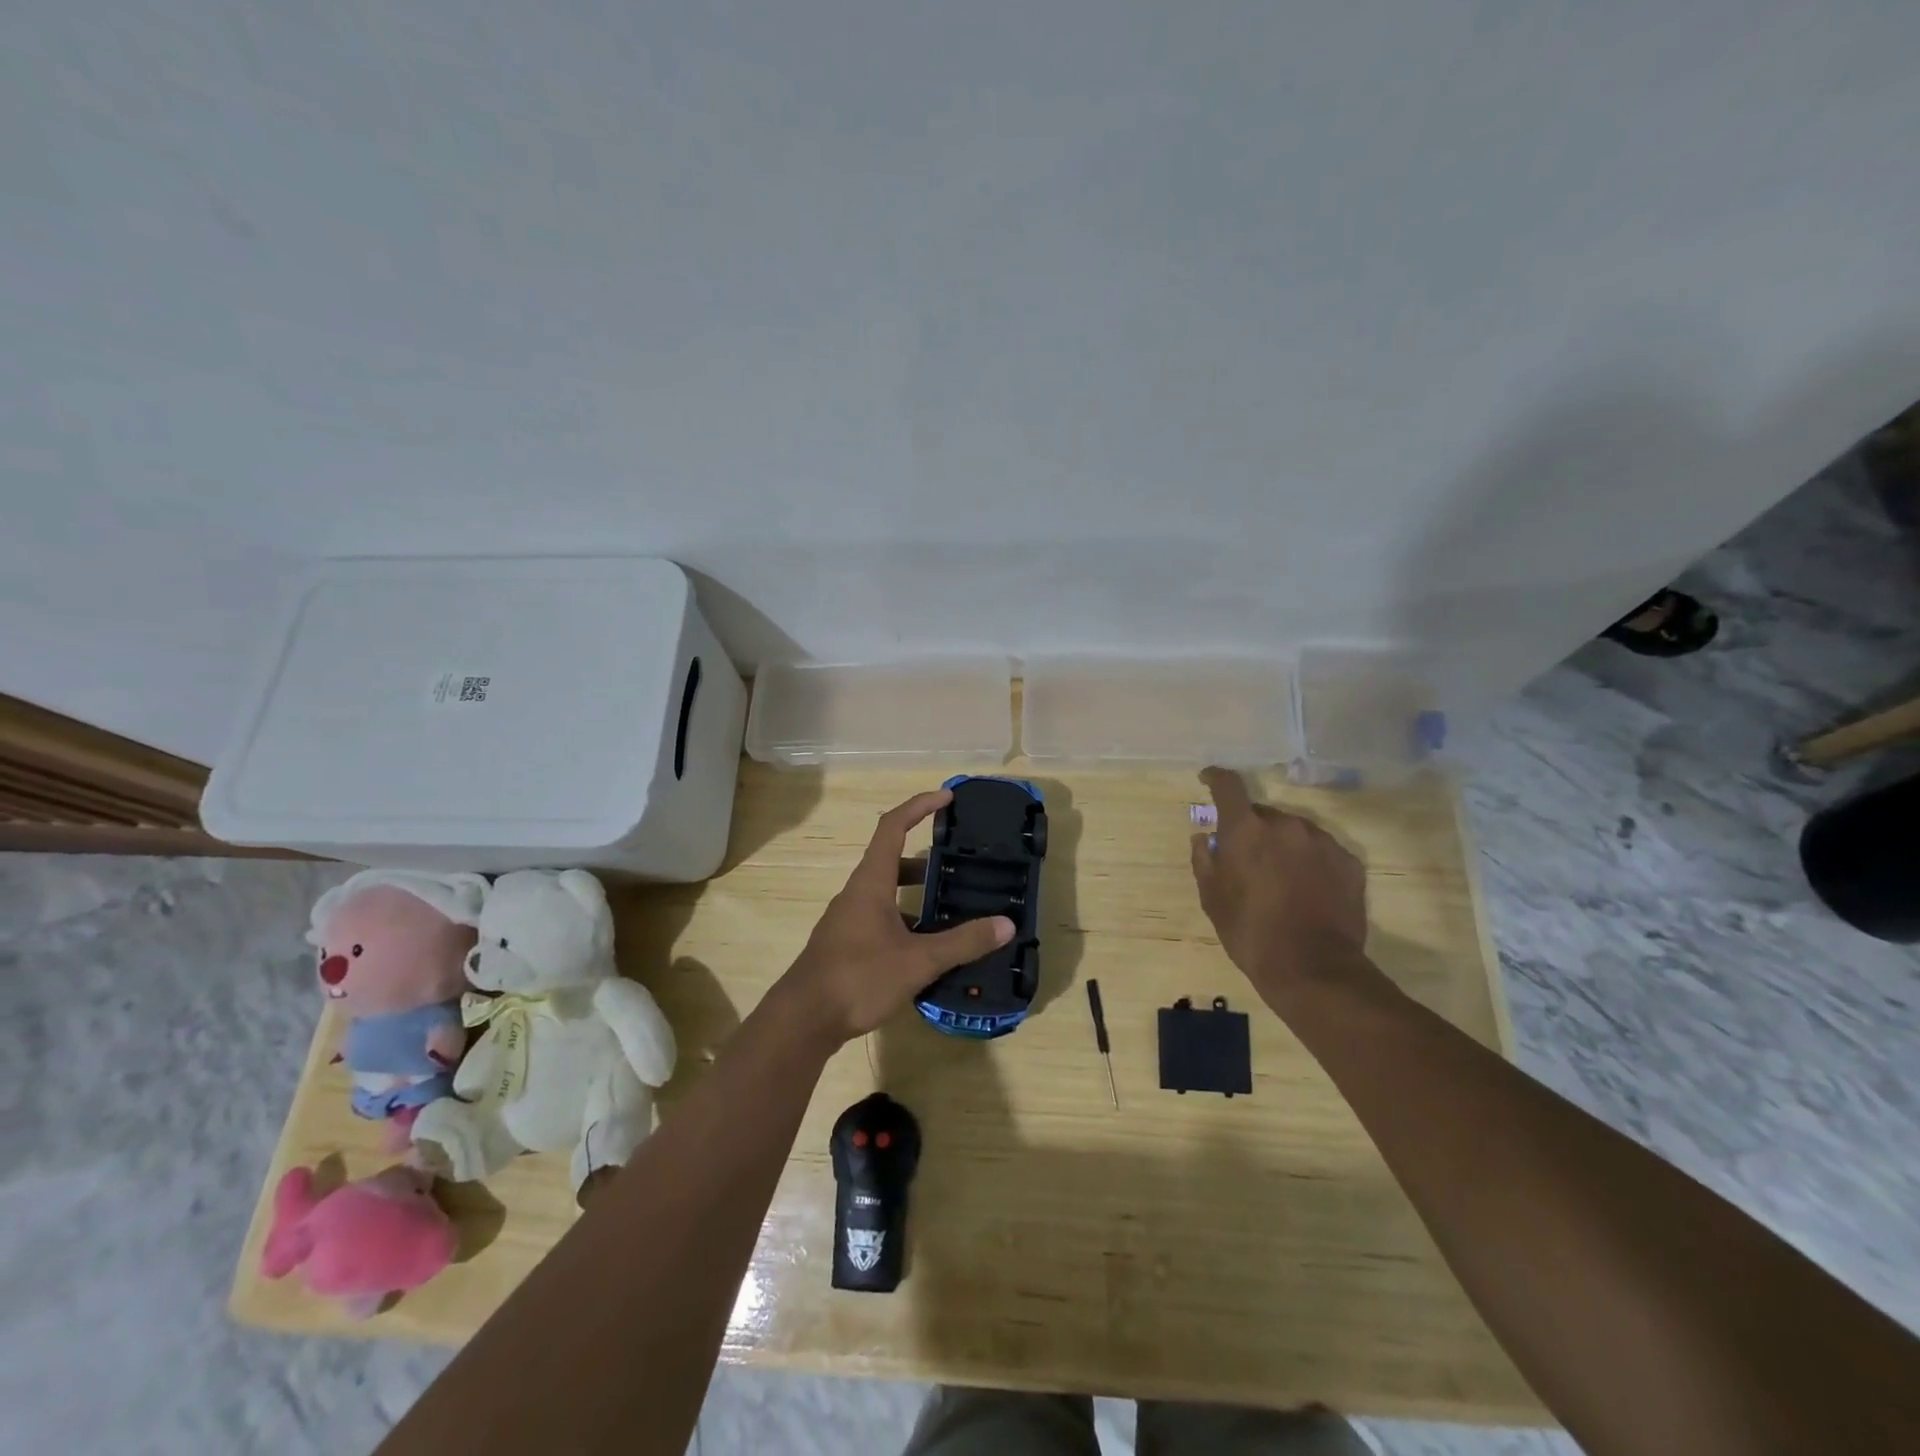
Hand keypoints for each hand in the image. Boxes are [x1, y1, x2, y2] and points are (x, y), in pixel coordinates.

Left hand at [777, 789, 1013, 1046]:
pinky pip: (881, 916)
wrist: (803, 1020)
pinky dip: (906, 918)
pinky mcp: (846, 943)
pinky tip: (927, 945)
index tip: (947, 797)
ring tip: (951, 905)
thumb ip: (962, 943)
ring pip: (887, 891)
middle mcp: (857, 892)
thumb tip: (1006, 924)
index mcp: (871, 882)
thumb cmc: (858, 978)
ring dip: (917, 892)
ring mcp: (849, 918)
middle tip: (960, 863)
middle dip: (927, 858)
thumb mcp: (918, 961)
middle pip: (893, 859)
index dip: (919, 806)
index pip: (893, 826)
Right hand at [1190, 767, 1374, 1006]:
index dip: (1216, 778)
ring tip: (1279, 878)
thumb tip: (1204, 837)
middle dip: (1252, 829)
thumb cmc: (1250, 932)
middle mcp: (1286, 825)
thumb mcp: (1212, 899)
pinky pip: (1321, 850)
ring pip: (1294, 831)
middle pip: (1263, 814)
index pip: (1228, 786)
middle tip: (1246, 858)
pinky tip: (1307, 889)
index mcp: (1246, 829)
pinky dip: (1309, 861)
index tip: (1208, 779)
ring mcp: (1322, 842)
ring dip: (1282, 845)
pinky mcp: (1349, 862)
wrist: (1313, 968)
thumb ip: (1204, 860)